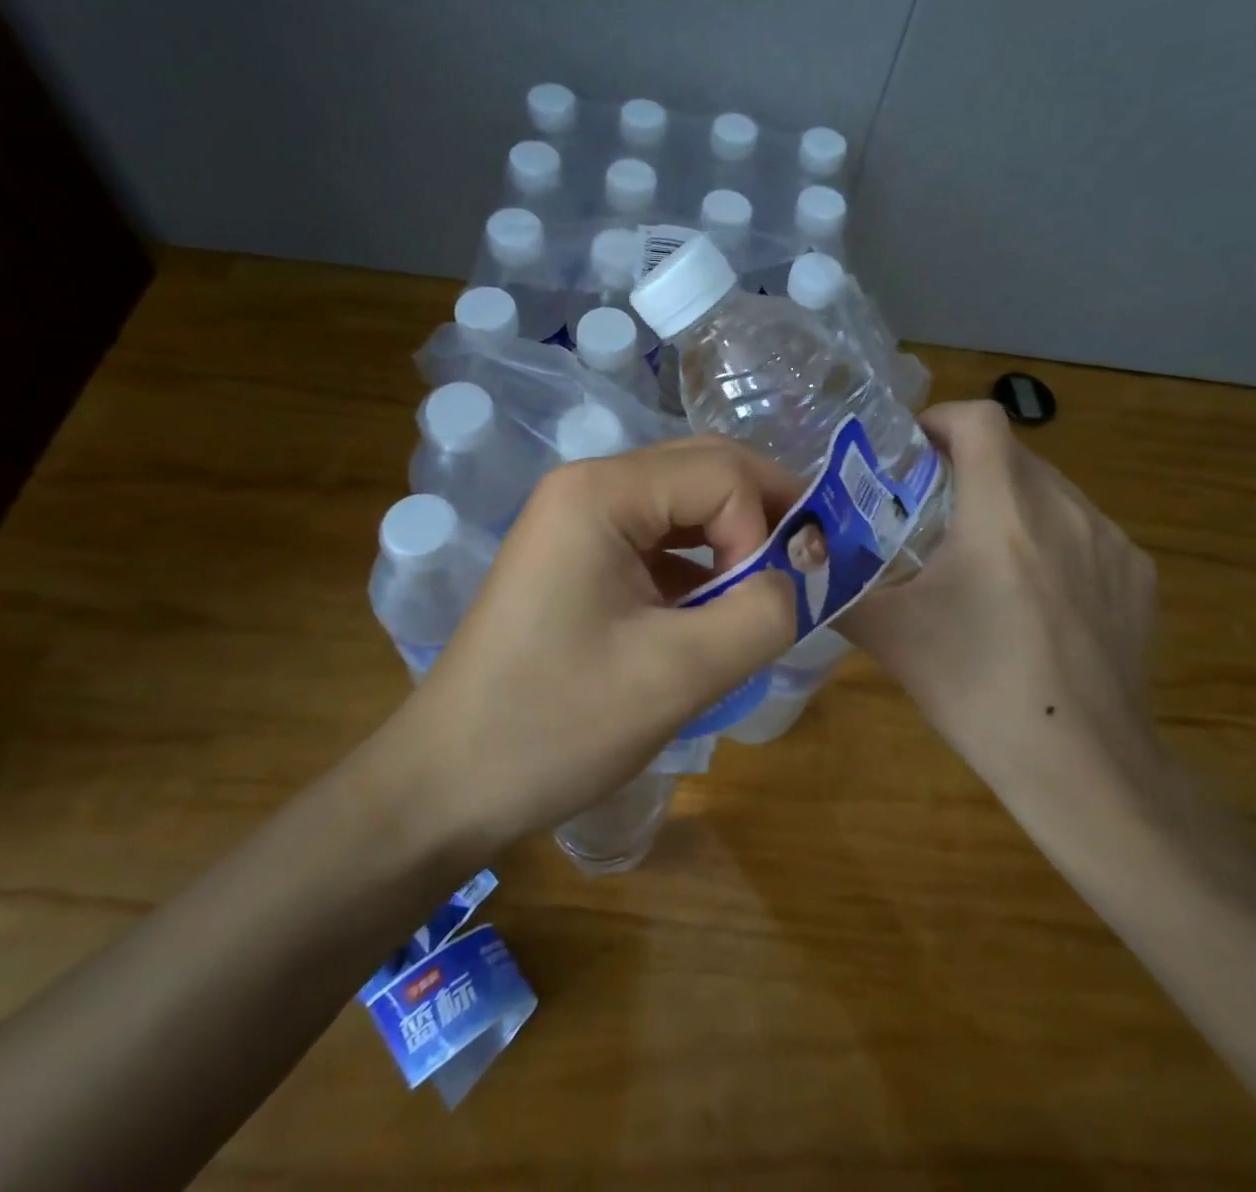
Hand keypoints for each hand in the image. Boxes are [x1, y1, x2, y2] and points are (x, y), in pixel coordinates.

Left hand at [386, 436, 799, 847]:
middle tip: (807, 567)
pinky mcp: (578, 555)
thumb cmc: (556, 726)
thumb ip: (761, 614)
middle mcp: (587, 486)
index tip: (767, 603)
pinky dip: (701, 562)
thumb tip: (794, 579)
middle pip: (704, 470)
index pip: (722, 474)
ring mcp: (577, 519)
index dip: (764, 530)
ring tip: (766, 590)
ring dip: (734, 538)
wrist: (448, 783)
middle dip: (763, 514)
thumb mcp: (678, 675)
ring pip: (685, 502)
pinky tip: (716, 605)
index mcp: (601, 494)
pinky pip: (658, 537)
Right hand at [842, 402, 1166, 867]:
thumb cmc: (977, 689)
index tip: (912, 453)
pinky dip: (1052, 538)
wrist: (1082, 764)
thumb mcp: (890, 635)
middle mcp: (1064, 509)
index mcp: (1001, 513)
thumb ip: (838, 588)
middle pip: (1013, 453)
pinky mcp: (1139, 575)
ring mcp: (1111, 541)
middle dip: (968, 467)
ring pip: (1051, 490)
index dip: (941, 420)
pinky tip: (1038, 597)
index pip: (980, 419)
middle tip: (933, 512)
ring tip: (984, 556)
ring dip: (1011, 502)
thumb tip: (803, 563)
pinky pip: (1086, 530)